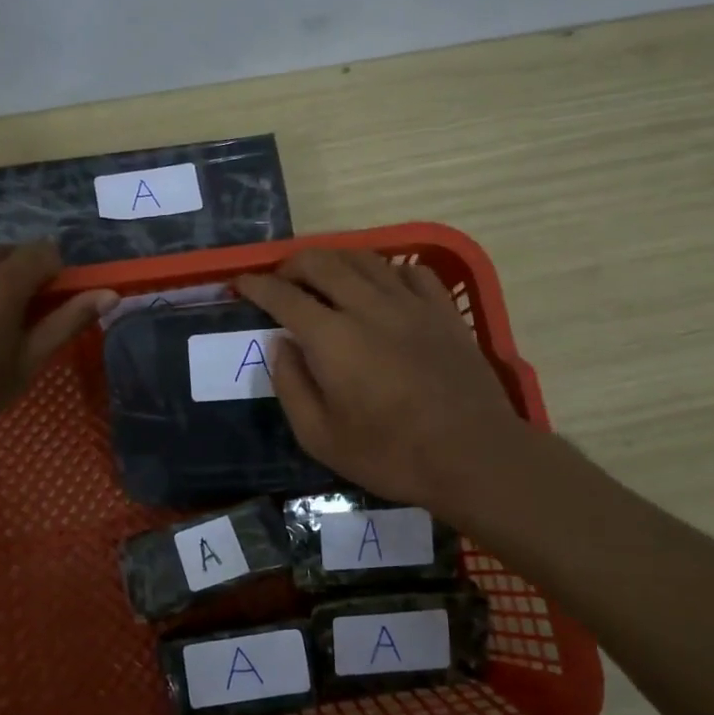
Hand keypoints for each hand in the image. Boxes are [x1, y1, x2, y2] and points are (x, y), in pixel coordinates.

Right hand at [236, 249, 529, 521]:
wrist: (472, 455)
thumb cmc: (390, 454)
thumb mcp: (320, 437)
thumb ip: (291, 385)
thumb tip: (281, 344)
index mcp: (331, 337)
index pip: (284, 295)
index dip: (257, 285)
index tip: (241, 283)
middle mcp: (367, 306)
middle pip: (322, 263)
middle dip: (292, 265)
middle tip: (281, 280)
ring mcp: (410, 304)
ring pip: (365, 259)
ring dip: (335, 260)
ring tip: (324, 276)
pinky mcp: (443, 311)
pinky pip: (412, 272)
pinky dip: (387, 270)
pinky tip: (383, 285)